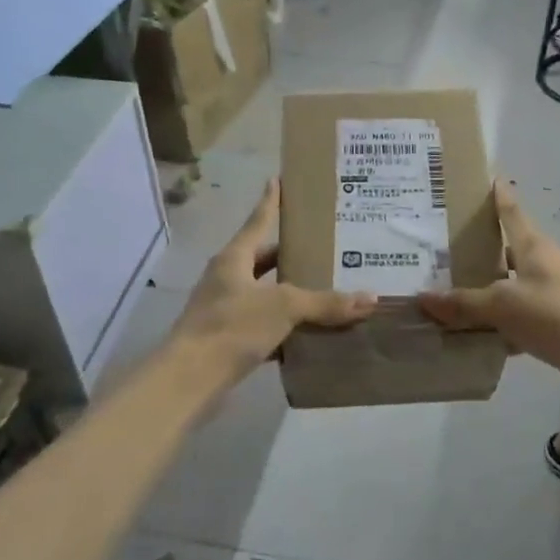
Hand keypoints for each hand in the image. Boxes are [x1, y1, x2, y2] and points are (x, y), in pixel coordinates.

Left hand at [171, 180, 376, 383]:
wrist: (189, 379)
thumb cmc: (233, 327)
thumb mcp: (284, 307)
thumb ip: (326, 302)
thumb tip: (370, 298)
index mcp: (234, 258)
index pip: (258, 221)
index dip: (270, 201)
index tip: (278, 180)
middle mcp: (226, 278)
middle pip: (262, 258)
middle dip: (289, 253)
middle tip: (321, 245)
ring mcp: (224, 310)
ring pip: (263, 293)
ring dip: (288, 292)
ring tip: (323, 287)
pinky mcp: (227, 340)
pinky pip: (263, 325)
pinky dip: (284, 327)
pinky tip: (308, 333)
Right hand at [417, 182, 559, 394]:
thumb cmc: (554, 314)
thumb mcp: (502, 305)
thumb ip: (463, 303)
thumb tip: (423, 297)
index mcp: (532, 245)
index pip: (510, 210)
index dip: (497, 194)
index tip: (481, 178)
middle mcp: (540, 263)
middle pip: (504, 249)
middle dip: (476, 248)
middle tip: (439, 244)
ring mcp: (547, 293)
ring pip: (506, 285)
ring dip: (481, 289)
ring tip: (443, 288)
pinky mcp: (549, 322)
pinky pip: (512, 317)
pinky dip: (493, 324)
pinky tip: (467, 333)